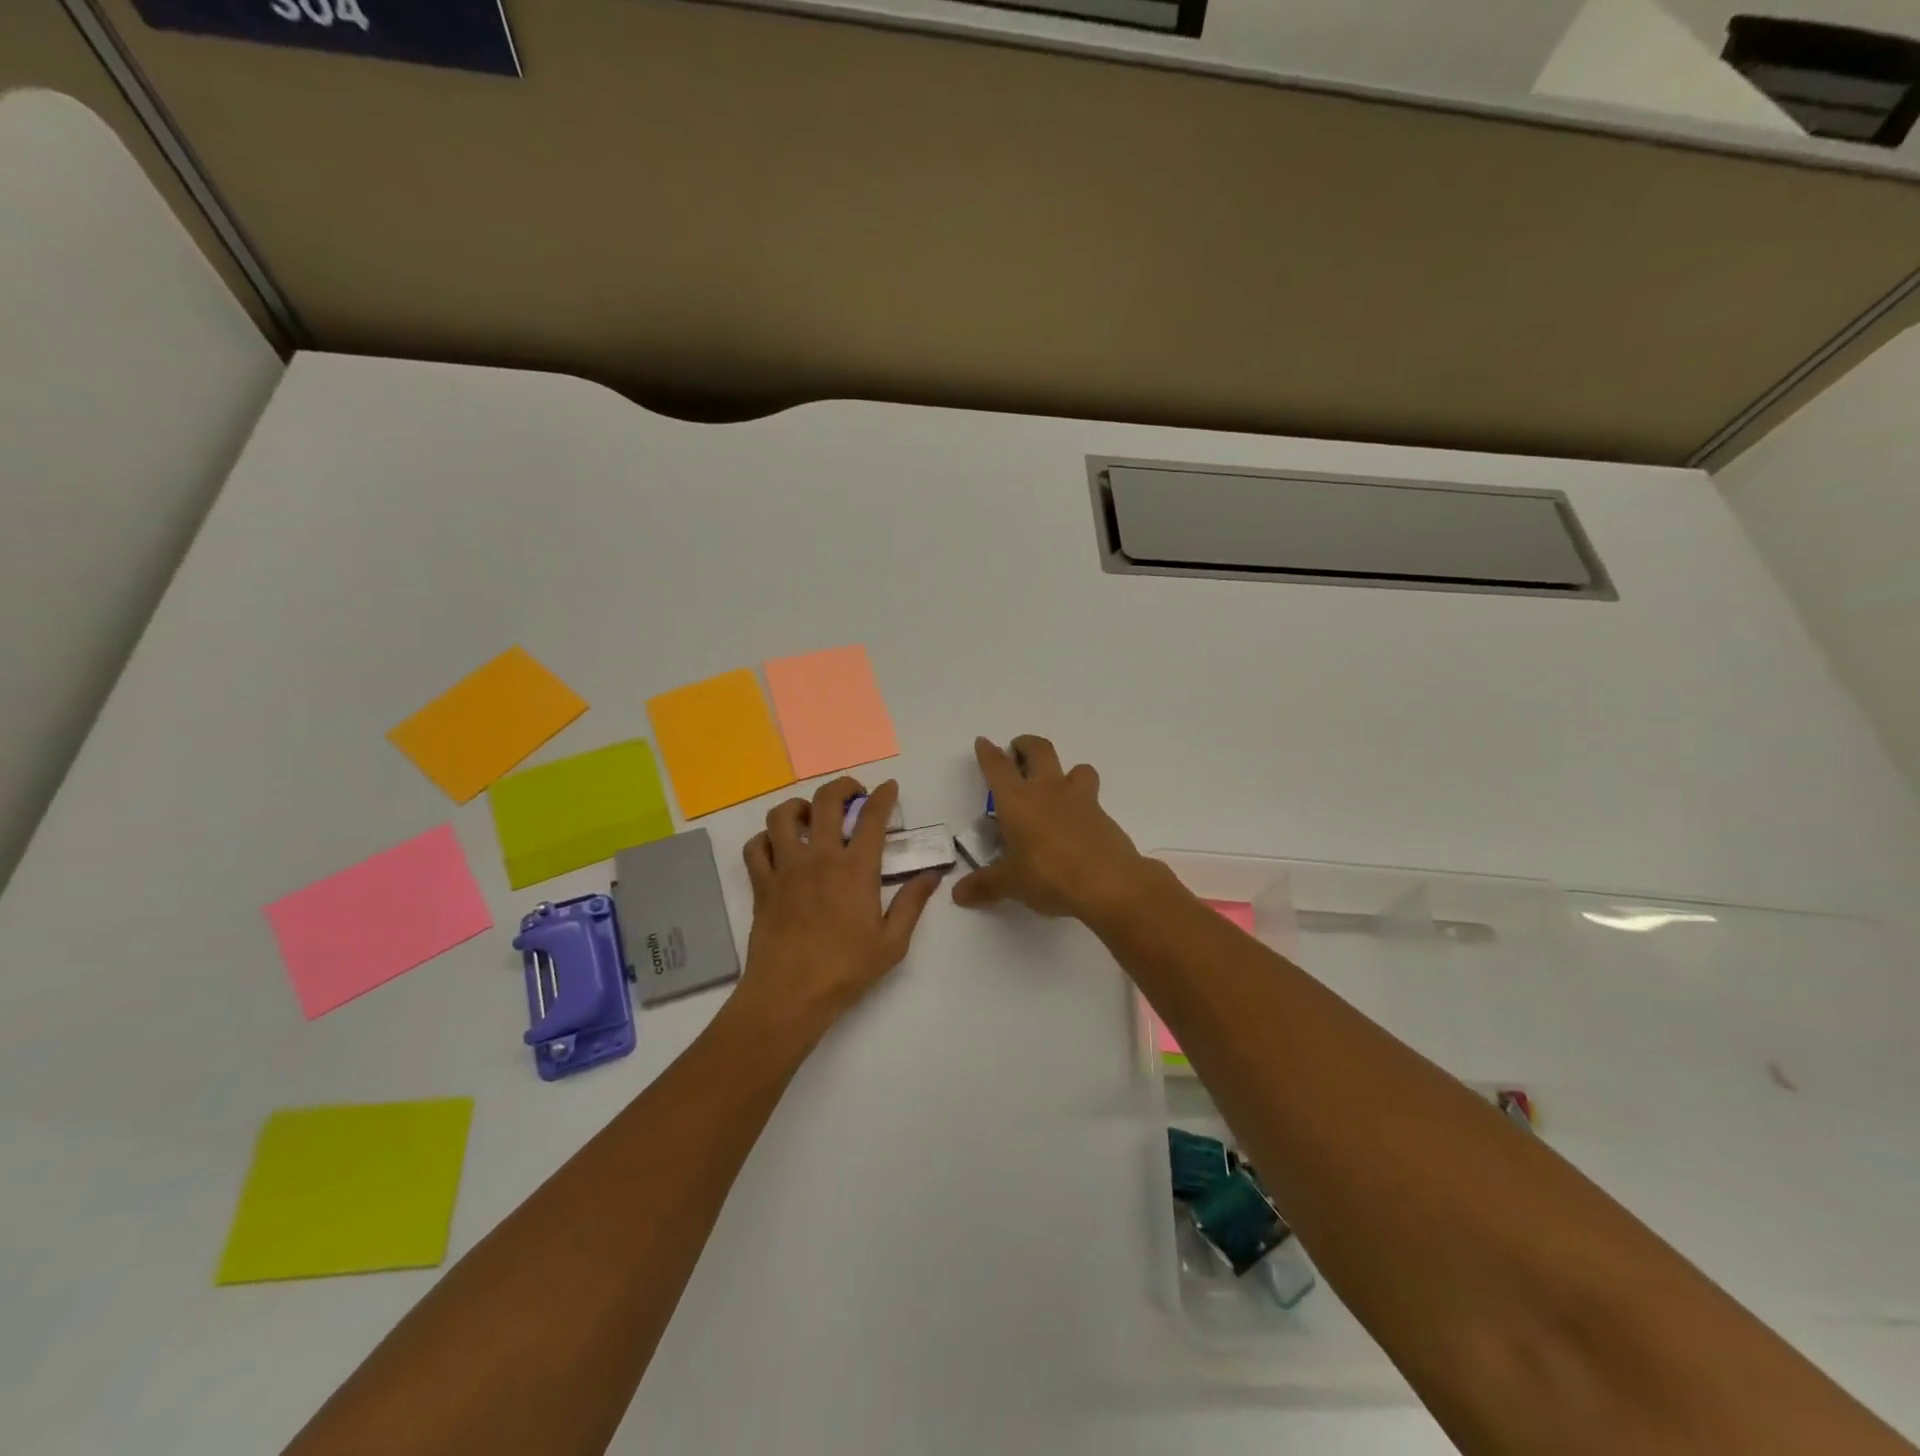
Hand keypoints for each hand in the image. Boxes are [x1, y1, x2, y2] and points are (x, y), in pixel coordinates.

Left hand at [739, 777, 942, 1043]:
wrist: (789, 994)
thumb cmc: (845, 970)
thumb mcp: (892, 942)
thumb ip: (912, 903)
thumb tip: (931, 875)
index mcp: (856, 869)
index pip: (872, 818)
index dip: (884, 797)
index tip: (889, 788)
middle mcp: (819, 858)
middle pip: (825, 802)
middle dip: (842, 787)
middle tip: (853, 794)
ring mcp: (785, 868)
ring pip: (782, 816)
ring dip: (799, 806)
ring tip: (810, 815)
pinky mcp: (761, 884)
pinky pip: (755, 847)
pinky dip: (765, 839)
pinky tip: (777, 846)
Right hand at [952, 736, 1152, 922]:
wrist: (1108, 883)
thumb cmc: (1049, 875)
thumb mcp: (1012, 884)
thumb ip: (985, 885)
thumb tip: (959, 894)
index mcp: (1017, 801)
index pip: (998, 767)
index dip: (989, 753)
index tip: (984, 742)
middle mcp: (1048, 791)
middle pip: (1039, 750)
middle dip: (1026, 745)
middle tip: (1018, 749)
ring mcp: (1080, 800)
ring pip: (1076, 767)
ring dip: (1066, 770)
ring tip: (1059, 784)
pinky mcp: (1103, 815)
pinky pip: (1092, 798)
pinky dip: (1083, 802)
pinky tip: (1078, 823)